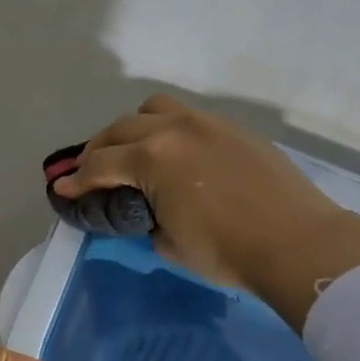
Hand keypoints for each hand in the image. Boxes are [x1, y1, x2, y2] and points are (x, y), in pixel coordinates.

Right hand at [54, 95, 359, 329]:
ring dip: (133, 128)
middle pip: (120, 129)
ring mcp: (207, 124)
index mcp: (153, 158)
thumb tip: (144, 209)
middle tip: (89, 171)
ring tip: (131, 150)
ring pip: (154, 109)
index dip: (76, 180)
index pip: (100, 166)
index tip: (60, 189)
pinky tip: (173, 154)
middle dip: (97, 150)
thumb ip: (145, 217)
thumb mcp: (169, 242)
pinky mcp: (233, 129)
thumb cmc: (227, 251)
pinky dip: (167, 130)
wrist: (299, 244)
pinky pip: (187, 118)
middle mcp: (174, 130)